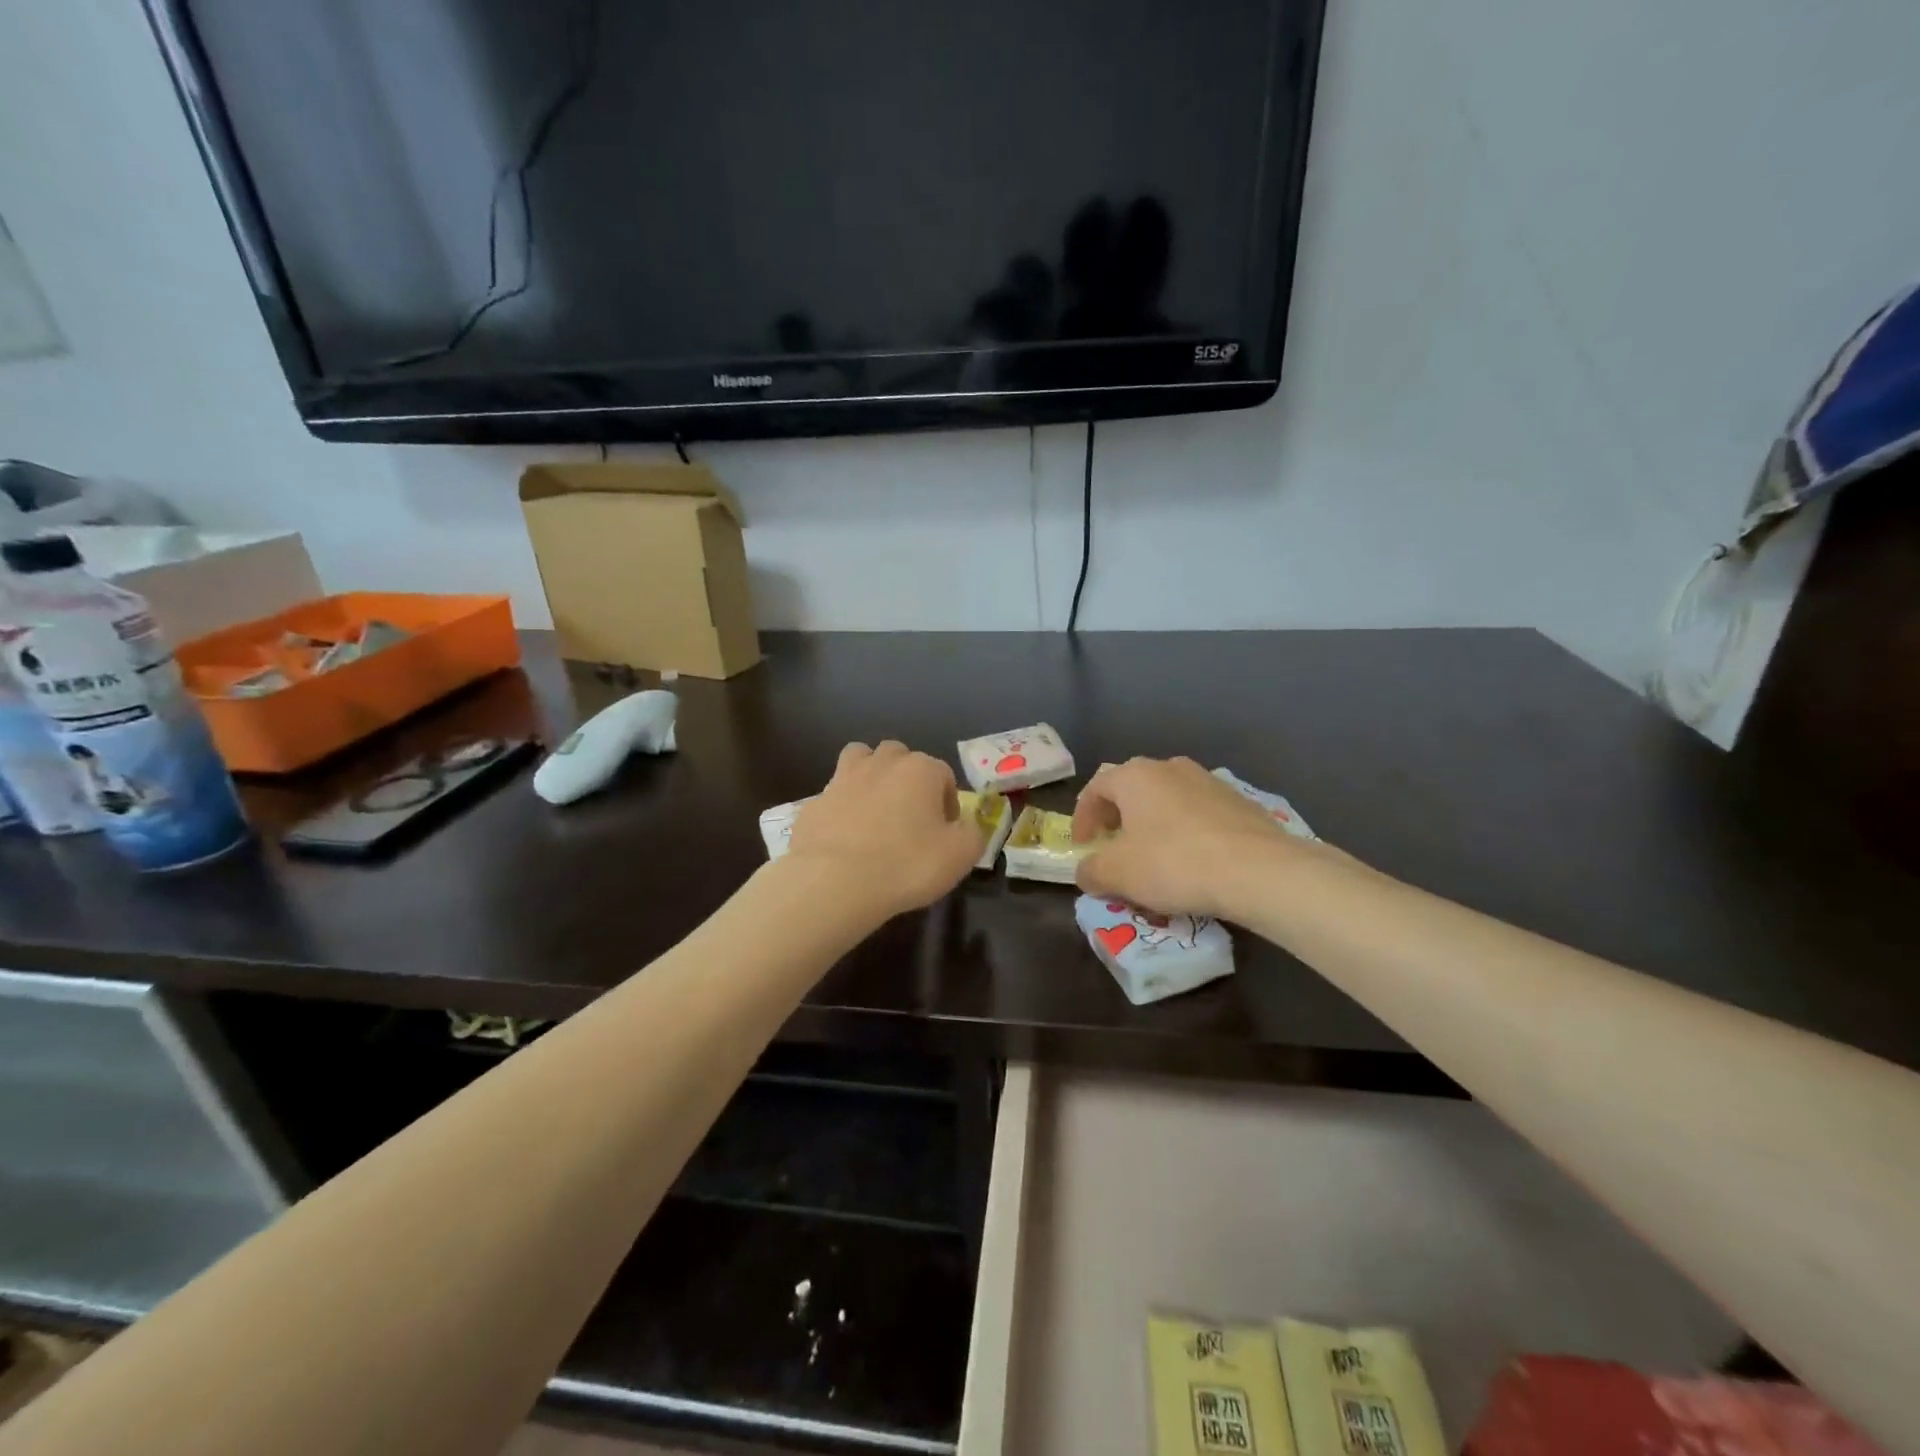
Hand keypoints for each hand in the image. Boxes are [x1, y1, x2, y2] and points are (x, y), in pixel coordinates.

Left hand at [786, 741, 984, 917]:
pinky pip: (834, 796)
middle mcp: (881, 763)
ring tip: (875, 811)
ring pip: (860, 760)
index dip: (948, 803)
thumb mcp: (960, 856)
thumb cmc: (906, 865)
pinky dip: (841, 809)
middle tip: (911, 817)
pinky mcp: (814, 802)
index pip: (944, 775)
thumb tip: (966, 826)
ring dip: (871, 776)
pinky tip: (844, 838)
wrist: (834, 882)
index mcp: (920, 769)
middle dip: (908, 779)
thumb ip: (973, 834)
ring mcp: (842, 779)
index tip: (945, 833)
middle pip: (900, 757)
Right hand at [1073, 757, 1297, 917]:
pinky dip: (1185, 830)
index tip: (1082, 845)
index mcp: (1135, 776)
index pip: (1095, 788)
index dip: (1083, 817)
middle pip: (1132, 788)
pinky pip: (1198, 813)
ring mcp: (1209, 781)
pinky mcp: (1239, 801)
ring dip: (1153, 822)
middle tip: (1114, 844)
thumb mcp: (1117, 874)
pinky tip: (1193, 859)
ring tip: (1155, 854)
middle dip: (1118, 816)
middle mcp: (1170, 767)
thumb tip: (1087, 871)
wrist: (1259, 871)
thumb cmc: (1174, 863)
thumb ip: (1091, 870)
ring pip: (1168, 798)